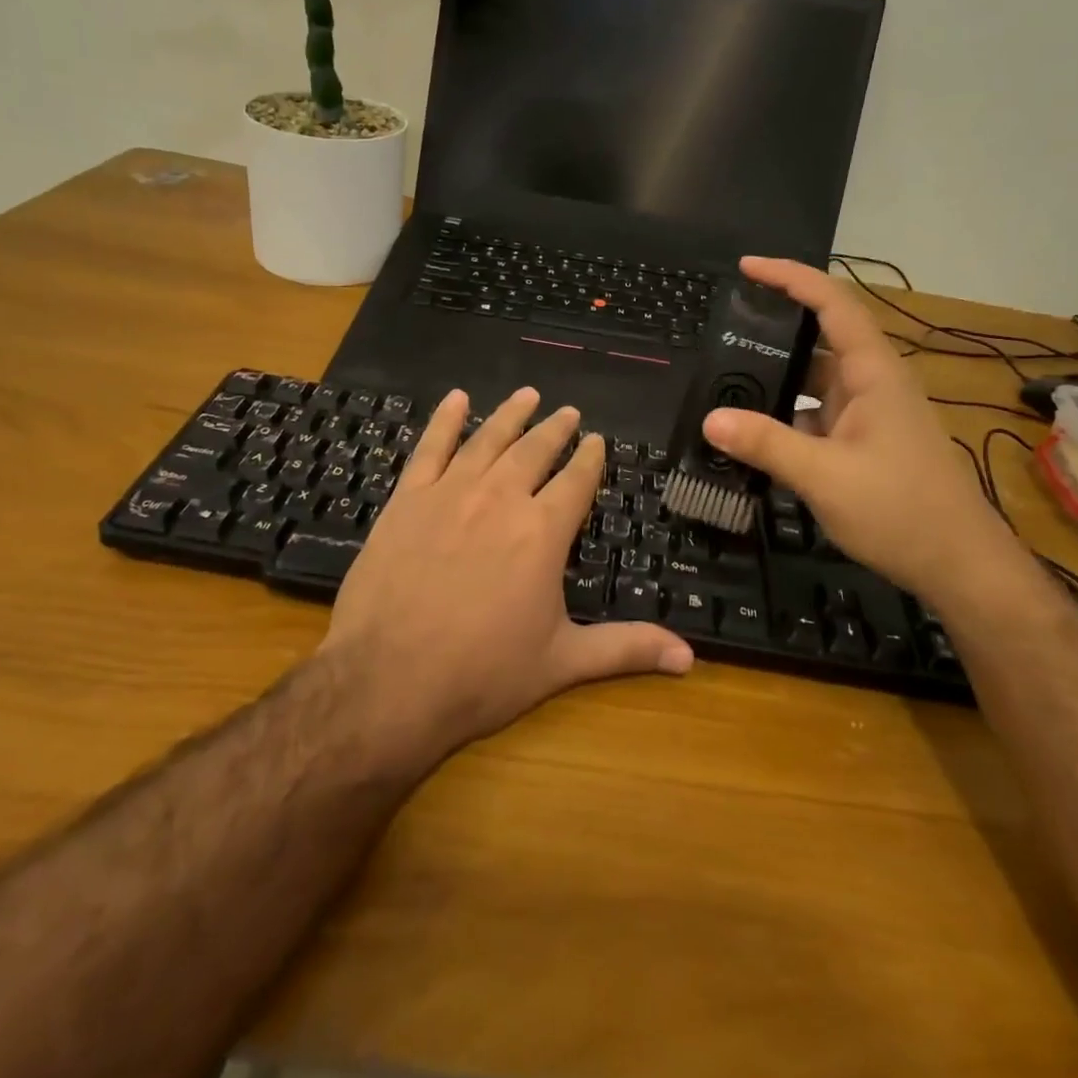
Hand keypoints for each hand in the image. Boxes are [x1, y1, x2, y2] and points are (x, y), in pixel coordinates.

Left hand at [317, 386, 693, 764]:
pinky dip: (444, 421)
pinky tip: (456, 400)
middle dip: (555, 430)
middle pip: (534, 452)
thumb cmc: (482, 675)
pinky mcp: (407, 500)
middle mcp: (501, 499)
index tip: (597, 441)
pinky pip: (430, 449)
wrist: (387, 682)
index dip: (589, 459)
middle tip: (568, 412)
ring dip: (511, 415)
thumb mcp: (562, 663)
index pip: (576, 482)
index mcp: (542, 532)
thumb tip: (690, 657)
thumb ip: (626, 649)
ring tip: (528, 395)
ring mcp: (450, 494)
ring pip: (488, 440)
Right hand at [701, 257, 1016, 596]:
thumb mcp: (825, 476)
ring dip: (777, 379)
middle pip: (820, 337)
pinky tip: (753, 432)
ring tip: (725, 379)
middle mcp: (872, 383)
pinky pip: (817, 415)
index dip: (791, 277)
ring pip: (816, 380)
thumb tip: (710, 419)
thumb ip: (766, 444)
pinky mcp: (864, 442)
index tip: (747, 268)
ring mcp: (869, 414)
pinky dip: (786, 417)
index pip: (833, 303)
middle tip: (722, 330)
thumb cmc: (901, 510)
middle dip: (773, 329)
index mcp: (873, 372)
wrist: (959, 565)